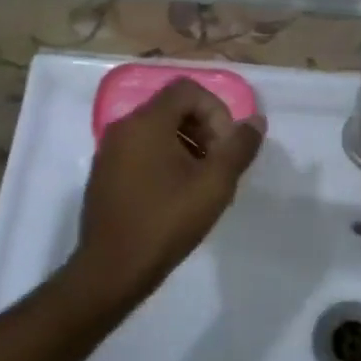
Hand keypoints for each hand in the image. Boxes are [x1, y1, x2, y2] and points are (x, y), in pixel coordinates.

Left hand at [66, 77, 265, 313]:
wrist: (112, 270)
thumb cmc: (166, 221)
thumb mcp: (214, 184)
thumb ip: (239, 147)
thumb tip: (256, 120)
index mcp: (146, 122)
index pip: (187, 90)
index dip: (216, 111)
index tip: (226, 147)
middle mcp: (123, 127)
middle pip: (172, 108)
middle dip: (204, 129)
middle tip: (219, 166)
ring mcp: (109, 151)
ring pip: (157, 131)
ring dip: (187, 146)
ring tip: (203, 184)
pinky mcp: (104, 174)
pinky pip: (141, 151)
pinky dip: (165, 160)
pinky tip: (177, 196)